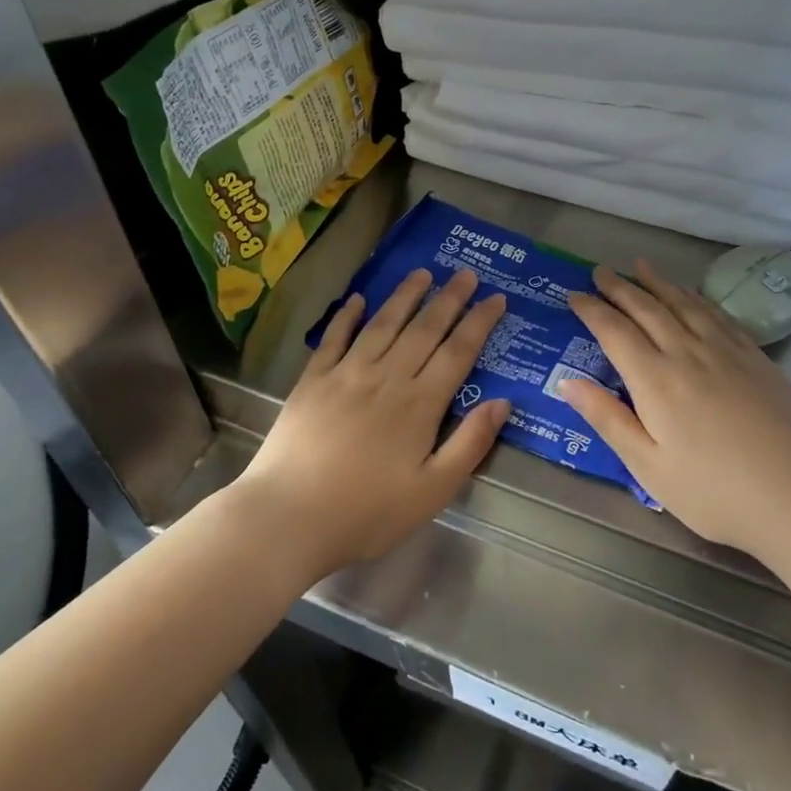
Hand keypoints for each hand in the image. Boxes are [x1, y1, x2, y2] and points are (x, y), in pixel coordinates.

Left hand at [236, 266, 509, 581]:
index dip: (479, 323)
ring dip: (404, 296)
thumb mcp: (432, 492)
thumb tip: (502, 402)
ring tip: (422, 273)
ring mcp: (346, 375)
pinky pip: (334, 339)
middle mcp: (386, 378)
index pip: (458, 352)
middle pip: (424, 330)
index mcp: (419, 405)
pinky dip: (347, 316)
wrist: (288, 517)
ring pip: (382, 324)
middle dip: (449, 299)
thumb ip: (469, 445)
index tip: (496, 298)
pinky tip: (357, 299)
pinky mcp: (312, 381)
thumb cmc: (366, 513)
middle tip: (466, 274)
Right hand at [559, 260, 790, 559]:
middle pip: (648, 309)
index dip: (592, 310)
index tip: (574, 295)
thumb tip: (567, 382)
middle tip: (600, 271)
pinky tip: (692, 294)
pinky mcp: (755, 357)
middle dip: (621, 288)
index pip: (615, 332)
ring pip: (684, 304)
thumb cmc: (714, 492)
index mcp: (656, 380)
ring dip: (658, 283)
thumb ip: (608, 419)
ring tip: (640, 266)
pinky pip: (718, 314)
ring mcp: (726, 351)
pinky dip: (697, 298)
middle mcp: (688, 353)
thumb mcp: (648, 467)